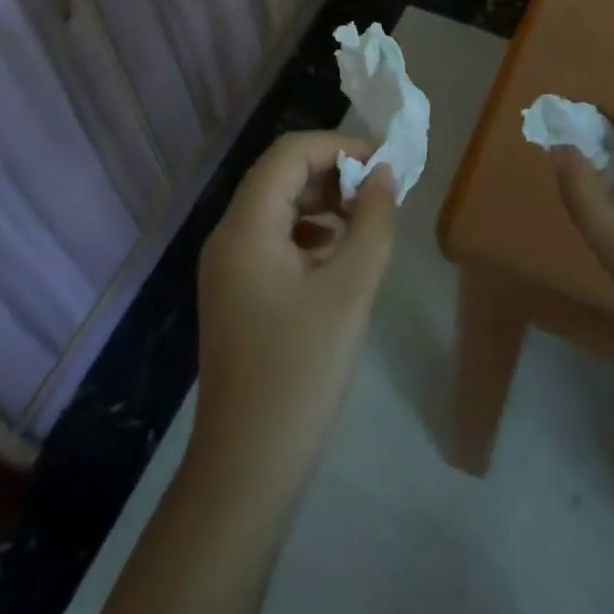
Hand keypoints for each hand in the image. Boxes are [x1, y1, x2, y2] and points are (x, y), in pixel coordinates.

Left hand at [194, 131, 397, 490]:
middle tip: (380, 195)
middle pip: (281, 175)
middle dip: (333, 173)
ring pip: (278, 205)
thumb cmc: (300, 372)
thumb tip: (385, 176)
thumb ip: (373, 223)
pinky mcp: (237, 291)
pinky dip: (310, 232)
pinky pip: (274, 238)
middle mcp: (229, 236)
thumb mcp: (350, 291)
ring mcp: (229, 266)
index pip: (289, 153)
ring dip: (324, 202)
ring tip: (365, 225)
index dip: (338, 146)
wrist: (247, 468)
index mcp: (246, 227)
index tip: (384, 164)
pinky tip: (338, 259)